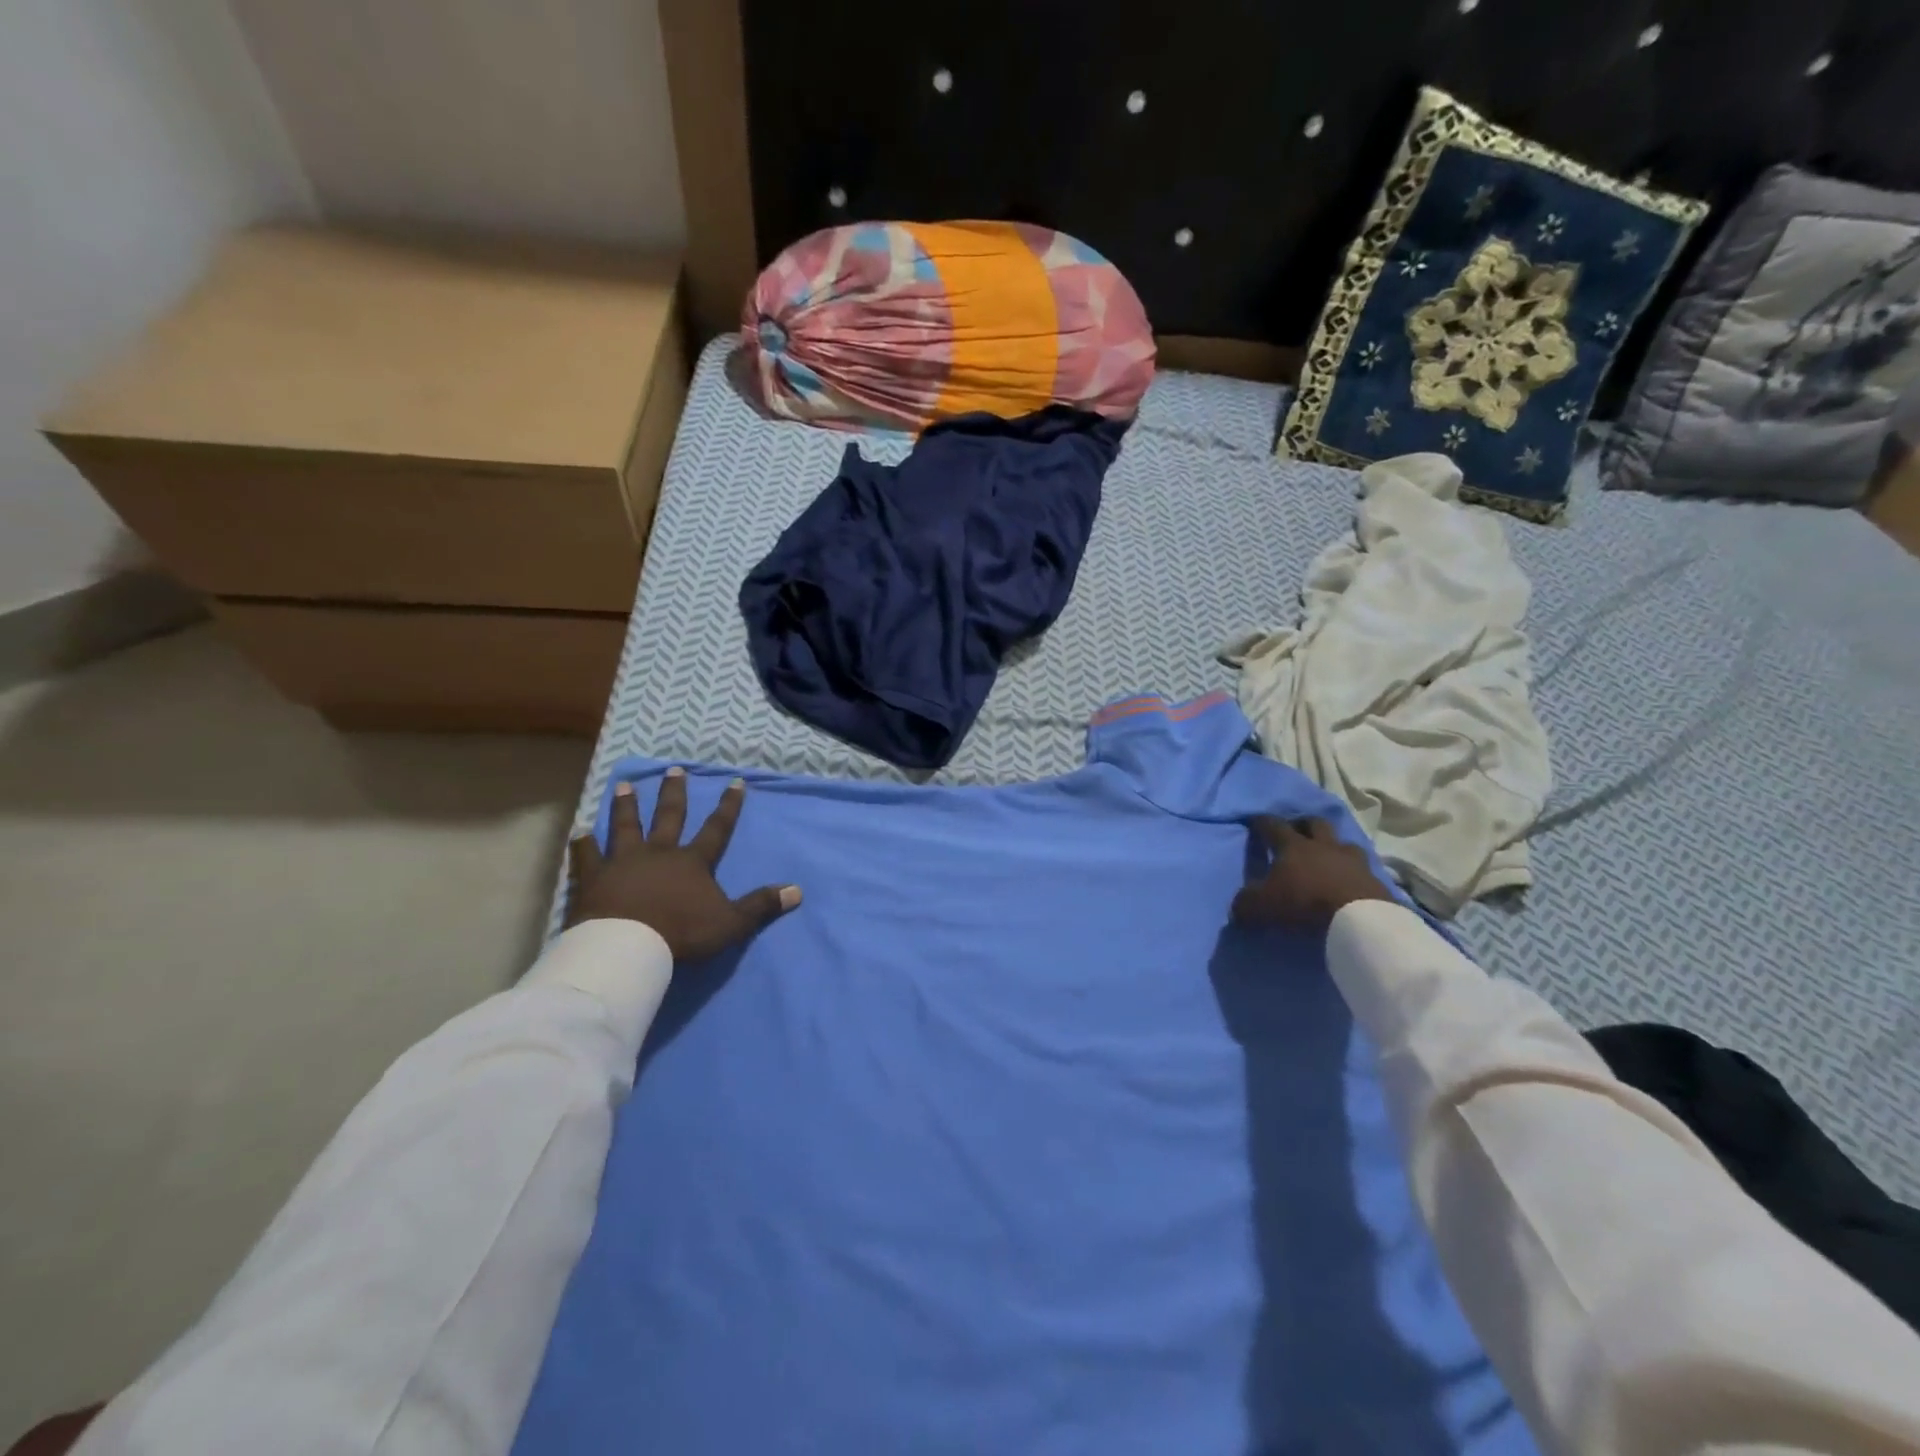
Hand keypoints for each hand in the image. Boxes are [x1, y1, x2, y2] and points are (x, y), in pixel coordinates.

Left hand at [566, 767, 800, 960]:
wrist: (626, 947)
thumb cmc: (681, 933)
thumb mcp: (730, 923)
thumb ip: (761, 906)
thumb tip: (797, 891)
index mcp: (692, 862)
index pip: (717, 828)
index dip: (728, 806)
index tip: (735, 781)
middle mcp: (658, 852)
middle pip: (668, 816)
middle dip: (673, 793)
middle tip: (673, 769)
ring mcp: (622, 862)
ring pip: (625, 826)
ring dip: (626, 806)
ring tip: (624, 786)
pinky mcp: (593, 878)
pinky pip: (587, 856)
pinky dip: (583, 844)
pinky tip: (579, 832)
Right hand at [1231, 817, 1395, 929]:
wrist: (1358, 921)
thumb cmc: (1303, 903)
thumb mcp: (1262, 906)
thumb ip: (1246, 903)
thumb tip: (1239, 906)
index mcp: (1293, 846)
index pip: (1273, 825)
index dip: (1262, 822)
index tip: (1255, 821)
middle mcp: (1324, 845)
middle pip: (1314, 822)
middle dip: (1303, 824)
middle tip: (1296, 832)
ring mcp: (1353, 860)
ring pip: (1343, 843)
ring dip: (1334, 847)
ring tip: (1328, 858)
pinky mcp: (1375, 880)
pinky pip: (1362, 869)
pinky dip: (1353, 872)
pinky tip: (1349, 882)